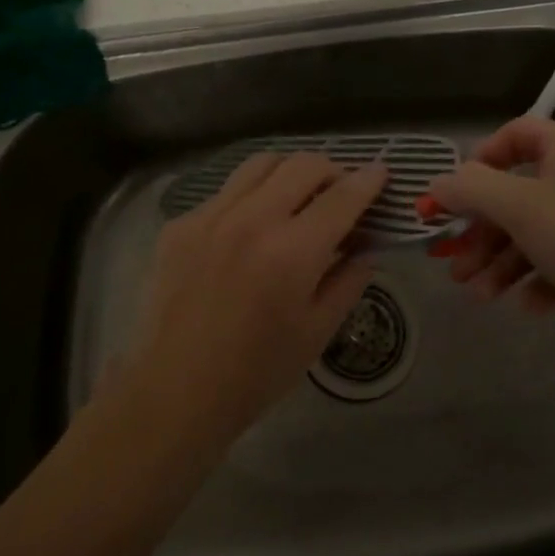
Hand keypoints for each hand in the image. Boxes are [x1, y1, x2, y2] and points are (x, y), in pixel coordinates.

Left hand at [122, 152, 384, 450]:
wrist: (174, 392)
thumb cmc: (256, 372)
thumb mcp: (318, 332)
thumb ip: (349, 280)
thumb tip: (366, 245)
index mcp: (293, 251)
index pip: (342, 196)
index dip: (368, 180)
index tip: (381, 172)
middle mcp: (253, 219)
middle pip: (303, 164)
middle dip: (332, 170)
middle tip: (340, 189)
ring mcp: (212, 215)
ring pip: (262, 163)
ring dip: (290, 171)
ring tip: (296, 193)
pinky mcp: (182, 223)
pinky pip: (226, 191)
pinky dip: (250, 196)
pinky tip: (250, 227)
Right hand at [425, 117, 554, 320]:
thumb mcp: (520, 207)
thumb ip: (470, 189)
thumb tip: (437, 185)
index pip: (513, 135)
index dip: (477, 162)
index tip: (452, 197)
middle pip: (518, 193)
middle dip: (481, 230)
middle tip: (452, 262)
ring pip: (536, 234)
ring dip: (501, 262)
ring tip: (478, 296)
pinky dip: (539, 281)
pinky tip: (526, 306)